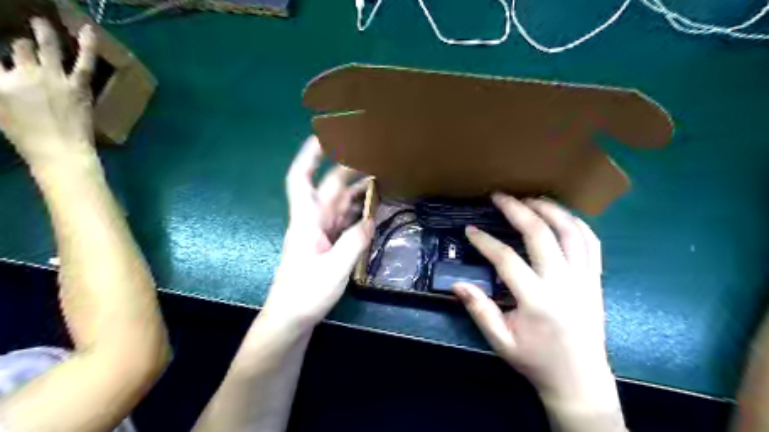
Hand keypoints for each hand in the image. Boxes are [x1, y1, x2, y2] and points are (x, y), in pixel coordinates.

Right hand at [0, 18, 96, 173]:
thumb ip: (1, 88)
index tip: (7, 57)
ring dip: (42, 31)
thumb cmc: (27, 137)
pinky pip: (84, 61)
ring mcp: (54, 78)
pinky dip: (88, 44)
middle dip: (20, 45)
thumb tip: (7, 77)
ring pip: (46, 46)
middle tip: (22, 42)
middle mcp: (23, 74)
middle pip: (18, 48)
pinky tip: (88, 29)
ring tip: (40, 23)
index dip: (2, 56)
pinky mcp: (79, 86)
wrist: (61, 151)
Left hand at [263, 137, 374, 329]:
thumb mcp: (333, 269)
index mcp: (306, 221)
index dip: (308, 156)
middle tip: (371, 154)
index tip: (323, 135)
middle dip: (346, 167)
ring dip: (356, 189)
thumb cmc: (305, 293)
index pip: (301, 179)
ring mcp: (321, 233)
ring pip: (339, 203)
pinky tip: (373, 207)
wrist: (292, 318)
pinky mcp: (328, 244)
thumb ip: (354, 242)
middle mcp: (313, 221)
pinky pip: (345, 220)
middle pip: (329, 188)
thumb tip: (371, 220)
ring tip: (379, 176)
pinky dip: (359, 211)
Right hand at [453, 195, 616, 412]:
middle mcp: (563, 283)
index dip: (485, 241)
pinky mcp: (596, 279)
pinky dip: (576, 222)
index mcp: (537, 300)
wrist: (580, 379)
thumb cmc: (536, 360)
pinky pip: (591, 242)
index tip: (470, 230)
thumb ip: (480, 310)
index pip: (507, 259)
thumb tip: (458, 284)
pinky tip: (560, 215)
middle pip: (541, 234)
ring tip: (529, 198)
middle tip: (499, 196)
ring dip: (549, 209)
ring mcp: (584, 278)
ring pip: (570, 231)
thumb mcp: (501, 341)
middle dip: (517, 209)